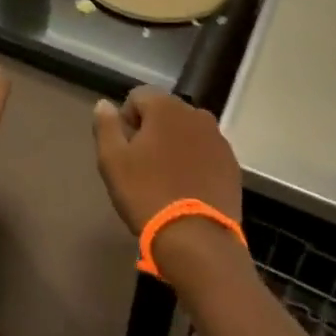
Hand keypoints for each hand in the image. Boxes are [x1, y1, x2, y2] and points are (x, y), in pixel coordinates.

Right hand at [94, 87, 242, 241]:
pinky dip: (195, 162)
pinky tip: (187, 188)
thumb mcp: (113, 161)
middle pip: (165, 113)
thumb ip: (106, 126)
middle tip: (141, 165)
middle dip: (152, 131)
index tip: (124, 149)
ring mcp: (218, 139)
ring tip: (165, 178)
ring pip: (187, 133)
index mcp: (166, 107)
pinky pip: (206, 153)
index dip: (126, 119)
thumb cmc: (147, 193)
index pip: (138, 96)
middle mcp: (196, 114)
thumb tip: (103, 104)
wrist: (196, 238)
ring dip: (175, 146)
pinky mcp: (232, 164)